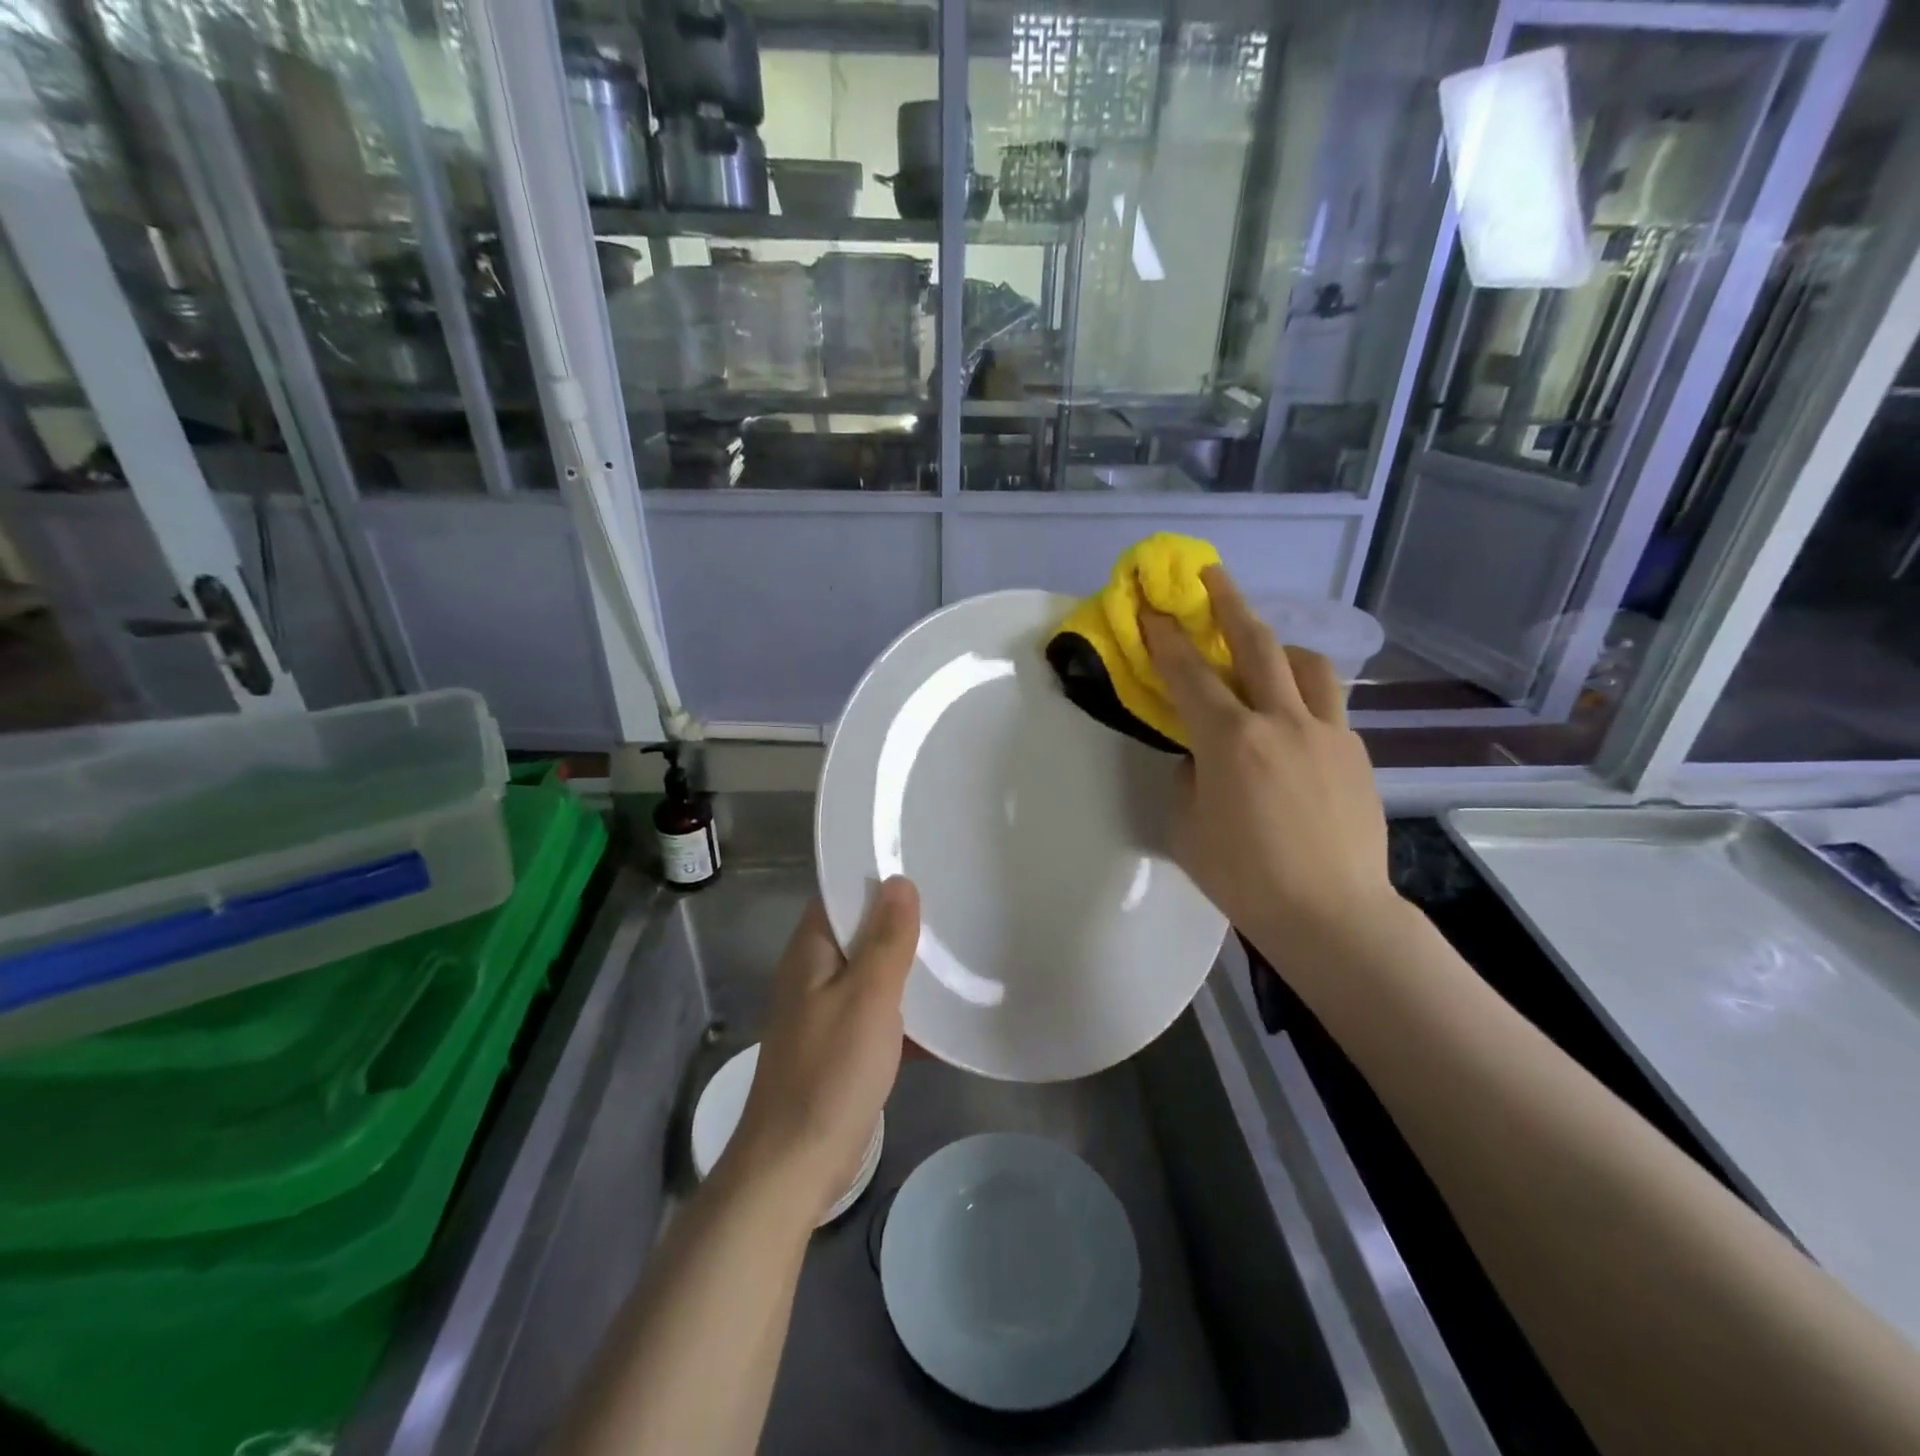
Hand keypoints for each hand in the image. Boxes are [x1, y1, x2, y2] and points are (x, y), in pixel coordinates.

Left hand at [724, 878, 920, 1223]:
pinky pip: (878, 1011)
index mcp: (812, 951)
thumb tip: (899, 881)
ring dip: (907, 965)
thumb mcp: (867, 997)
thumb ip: (886, 939)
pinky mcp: (842, 1045)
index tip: (922, 864)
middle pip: (860, 931)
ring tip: (958, 946)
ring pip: (872, 972)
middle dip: (901, 920)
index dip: (877, 877)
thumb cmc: (831, 1071)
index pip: (841, 894)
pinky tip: (946, 1009)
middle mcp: (814, 973)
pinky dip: (905, 1007)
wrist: (796, 1166)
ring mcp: (827, 1011)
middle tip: (953, 902)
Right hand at [1140, 567, 1394, 959]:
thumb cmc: (1246, 877)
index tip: (1153, 608)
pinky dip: (1304, 696)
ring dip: (1277, 646)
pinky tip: (1293, 724)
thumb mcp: (1188, 828)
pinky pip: (1328, 705)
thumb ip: (1189, 779)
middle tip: (1211, 575)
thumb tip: (1201, 756)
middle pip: (1255, 642)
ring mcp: (1326, 732)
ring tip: (1263, 652)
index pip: (1190, 674)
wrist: (1332, 914)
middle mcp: (1281, 721)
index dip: (1166, 637)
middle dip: (1228, 602)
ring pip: (1306, 664)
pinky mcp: (1355, 752)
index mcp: (1231, 741)